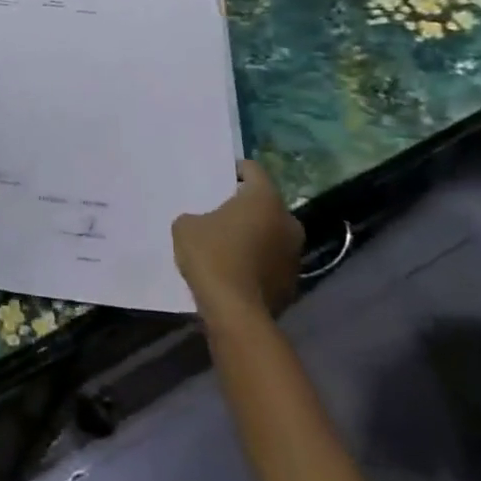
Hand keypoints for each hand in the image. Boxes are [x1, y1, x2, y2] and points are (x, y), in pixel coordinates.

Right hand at [172, 160, 303, 319]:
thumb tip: (206, 224)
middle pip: (265, 203)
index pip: (253, 169)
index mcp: (264, 199)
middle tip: (220, 211)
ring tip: (227, 243)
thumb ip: (197, 216)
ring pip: (271, 233)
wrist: (235, 311)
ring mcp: (295, 253)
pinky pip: (272, 260)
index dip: (234, 169)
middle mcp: (288, 221)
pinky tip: (236, 269)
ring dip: (254, 234)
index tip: (218, 176)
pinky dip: (258, 260)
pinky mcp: (293, 281)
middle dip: (245, 206)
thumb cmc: (211, 256)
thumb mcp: (186, 226)